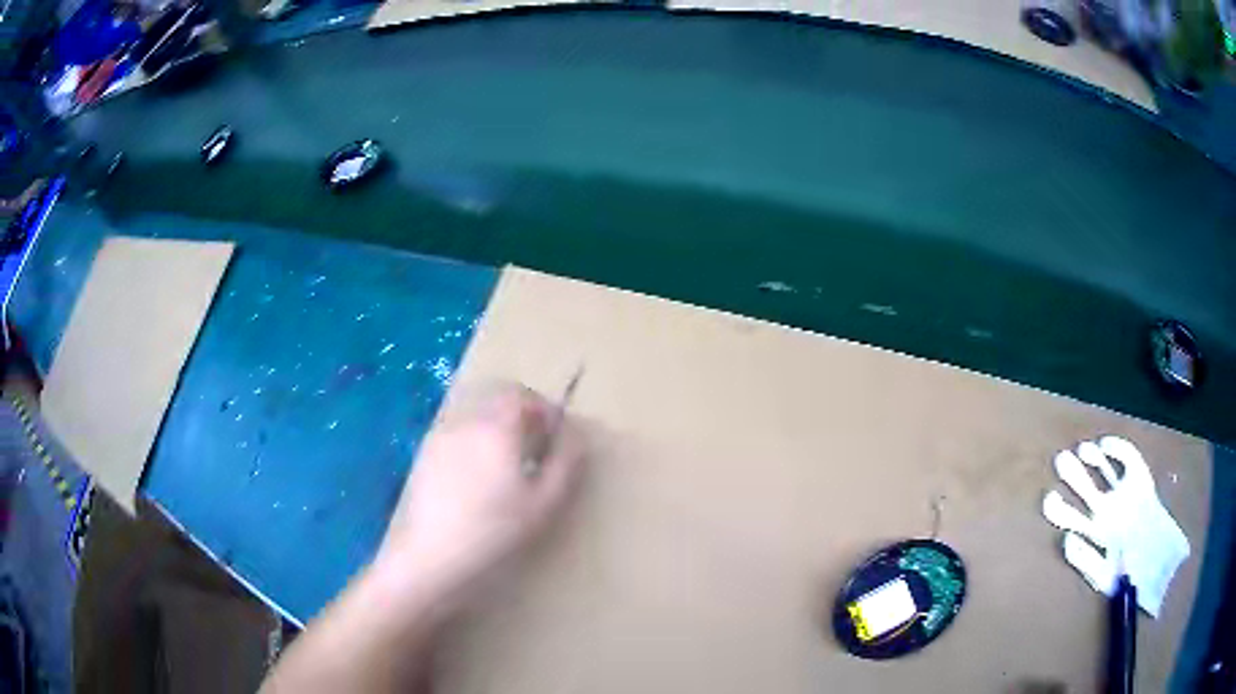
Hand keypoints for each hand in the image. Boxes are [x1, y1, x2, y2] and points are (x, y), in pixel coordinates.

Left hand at [373, 383, 584, 613]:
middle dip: (521, 419)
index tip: (556, 435)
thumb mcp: (545, 503)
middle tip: (536, 451)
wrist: (433, 558)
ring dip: (497, 433)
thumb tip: (576, 435)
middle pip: (496, 404)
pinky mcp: (424, 459)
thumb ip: (565, 463)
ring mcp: (440, 439)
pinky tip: (478, 483)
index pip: (521, 395)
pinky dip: (475, 447)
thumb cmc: (495, 531)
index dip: (543, 408)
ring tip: (508, 471)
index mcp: (496, 429)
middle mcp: (465, 423)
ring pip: (476, 420)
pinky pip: (457, 438)